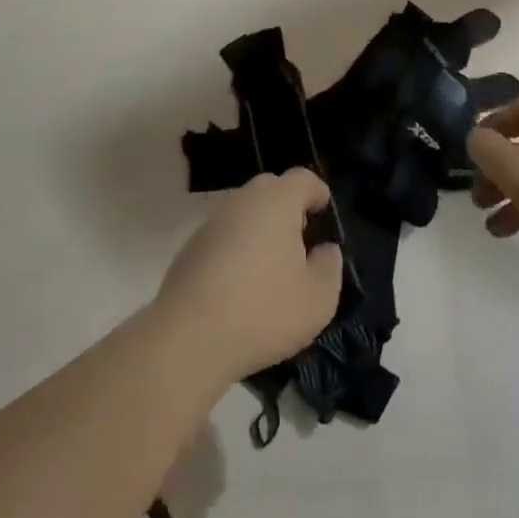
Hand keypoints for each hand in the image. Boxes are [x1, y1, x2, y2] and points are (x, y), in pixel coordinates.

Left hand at [155, 169, 343, 384]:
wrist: (189, 338)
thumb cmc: (263, 311)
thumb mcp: (317, 298)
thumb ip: (329, 267)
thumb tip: (324, 251)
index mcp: (276, 202)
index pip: (301, 179)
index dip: (317, 191)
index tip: (324, 211)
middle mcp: (242, 202)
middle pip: (270, 189)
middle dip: (288, 206)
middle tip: (300, 238)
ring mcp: (212, 224)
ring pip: (244, 213)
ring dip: (260, 228)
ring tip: (272, 265)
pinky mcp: (190, 249)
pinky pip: (224, 237)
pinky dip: (237, 248)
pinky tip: (241, 284)